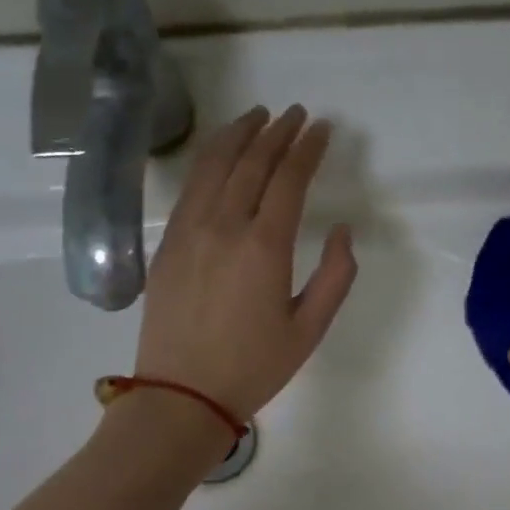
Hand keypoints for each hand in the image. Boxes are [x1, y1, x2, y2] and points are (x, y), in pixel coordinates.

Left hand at [135, 105, 356, 419]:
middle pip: (252, 162)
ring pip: (214, 165)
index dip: (308, 148)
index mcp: (264, 247)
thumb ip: (335, 277)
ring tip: (257, 116)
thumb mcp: (309, 329)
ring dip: (239, 134)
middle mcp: (224, 226)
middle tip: (296, 114)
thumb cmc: (253, 367)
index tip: (322, 128)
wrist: (182, 394)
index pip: (288, 179)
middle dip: (277, 132)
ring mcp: (189, 230)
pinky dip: (208, 160)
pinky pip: (190, 187)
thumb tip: (342, 231)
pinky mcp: (168, 243)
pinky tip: (219, 154)